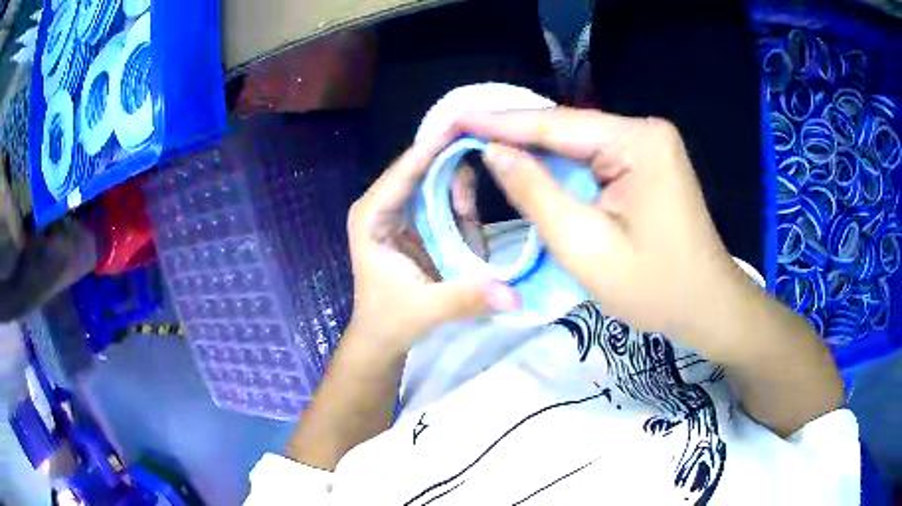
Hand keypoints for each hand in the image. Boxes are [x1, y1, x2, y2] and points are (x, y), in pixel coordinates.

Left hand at [345, 132, 519, 353]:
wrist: (381, 336)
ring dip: (460, 191)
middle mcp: (382, 205)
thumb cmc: (391, 320)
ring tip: (473, 224)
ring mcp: (398, 210)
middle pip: (421, 168)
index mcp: (371, 217)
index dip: (431, 148)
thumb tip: (513, 296)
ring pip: (434, 180)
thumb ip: (466, 299)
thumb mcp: (427, 310)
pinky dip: (461, 207)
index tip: (462, 126)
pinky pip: (441, 200)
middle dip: (454, 164)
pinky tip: (471, 228)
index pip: (402, 172)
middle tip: (491, 156)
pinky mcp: (413, 220)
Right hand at [455, 108, 749, 347]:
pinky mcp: (648, 163)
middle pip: (567, 129)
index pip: (556, 123)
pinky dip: (560, 166)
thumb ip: (535, 192)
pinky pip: (593, 158)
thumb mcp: (586, 246)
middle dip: (514, 134)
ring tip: (482, 144)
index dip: (499, 121)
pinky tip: (529, 166)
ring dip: (534, 150)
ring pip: (578, 143)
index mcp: (638, 142)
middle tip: (461, 131)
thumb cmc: (655, 287)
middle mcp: (645, 131)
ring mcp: (649, 145)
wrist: (707, 306)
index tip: (455, 117)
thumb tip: (492, 151)